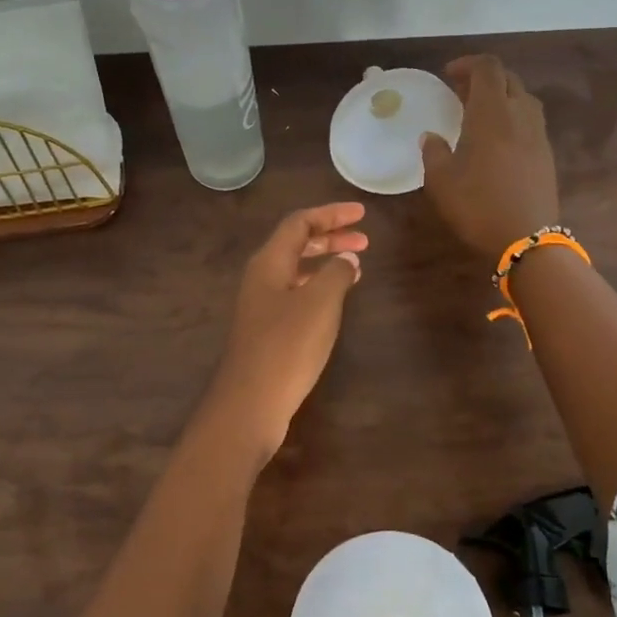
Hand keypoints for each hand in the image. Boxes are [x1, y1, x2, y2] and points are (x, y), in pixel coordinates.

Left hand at [210, 203, 367, 457]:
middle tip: (364, 239)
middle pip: (296, 244)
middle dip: (330, 237)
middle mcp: (262, 278)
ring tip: (357, 266)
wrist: (251, 402)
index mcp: (269, 262)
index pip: (299, 223)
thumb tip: (347, 259)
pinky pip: (297, 294)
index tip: (362, 214)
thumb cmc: (287, 346)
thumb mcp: (320, 303)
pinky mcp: (268, 330)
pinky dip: (320, 288)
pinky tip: (337, 300)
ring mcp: (262, 306)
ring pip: (297, 271)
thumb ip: (336, 273)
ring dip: (326, 263)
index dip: (331, 214)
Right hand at [421, 55, 559, 260]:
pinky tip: (498, 139)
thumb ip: (434, 153)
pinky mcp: (546, 153)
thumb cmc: (478, 206)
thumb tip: (430, 137)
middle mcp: (519, 115)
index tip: (448, 75)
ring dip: (501, 96)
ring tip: (480, 114)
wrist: (526, 238)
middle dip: (483, 78)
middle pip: (507, 78)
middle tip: (460, 93)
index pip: (487, 68)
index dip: (468, 64)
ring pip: (522, 98)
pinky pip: (530, 120)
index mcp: (492, 113)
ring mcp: (538, 134)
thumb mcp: (441, 182)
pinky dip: (513, 117)